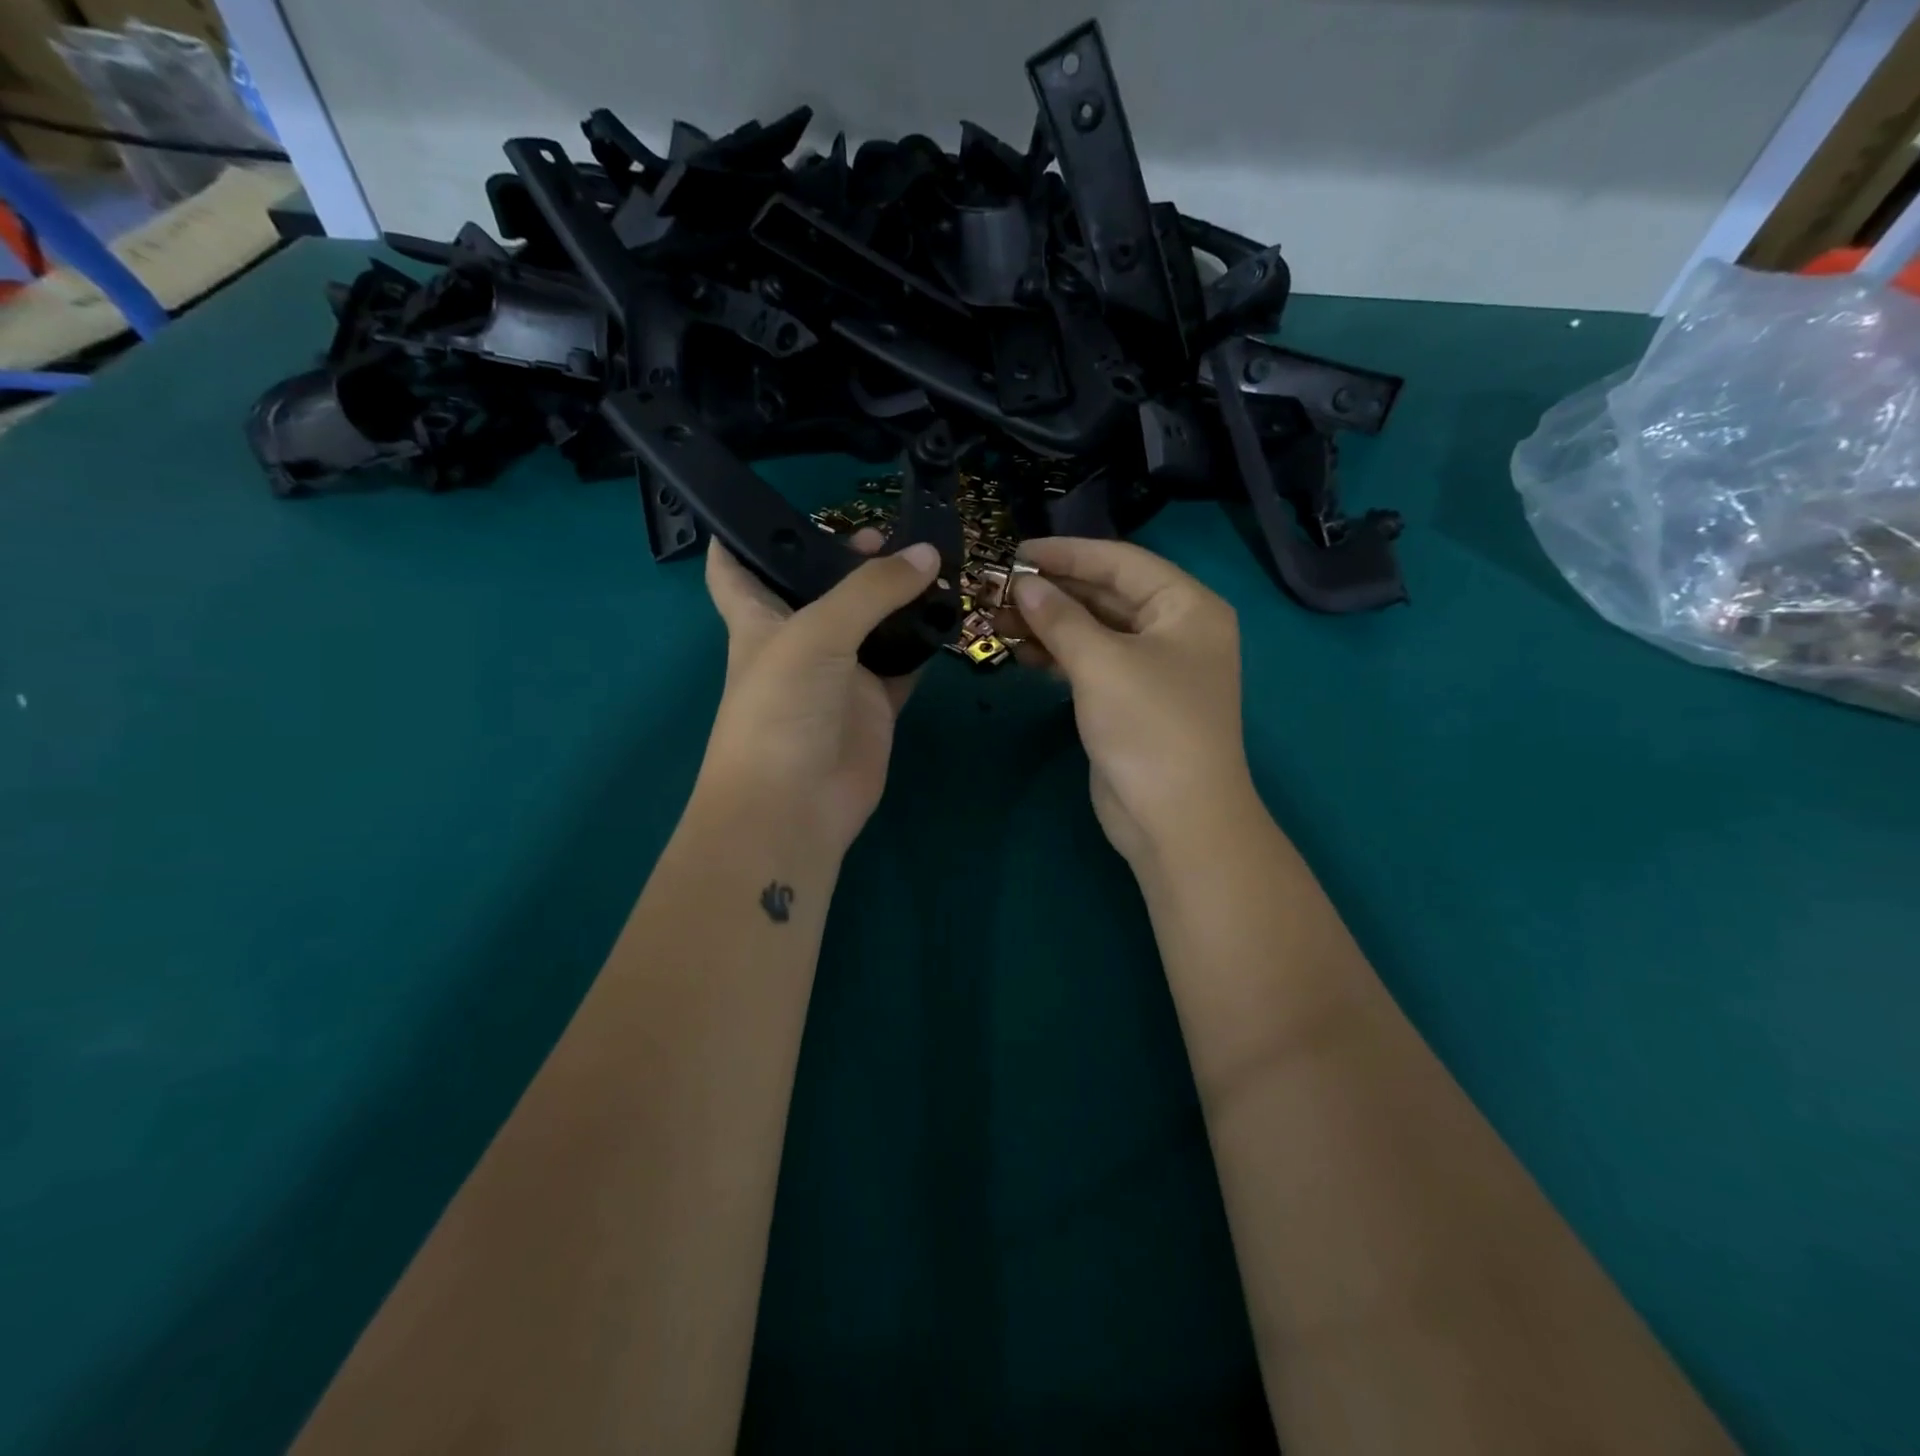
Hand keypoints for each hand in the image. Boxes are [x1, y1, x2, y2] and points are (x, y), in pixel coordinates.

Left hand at [694, 532, 940, 858]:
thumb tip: (929, 554)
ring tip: (934, 560)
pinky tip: (949, 613)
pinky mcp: (874, 704)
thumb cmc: (780, 709)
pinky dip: (923, 643)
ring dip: (896, 598)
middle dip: (848, 557)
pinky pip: (903, 664)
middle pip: (820, 588)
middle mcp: (798, 640)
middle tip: (891, 531)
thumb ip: (872, 590)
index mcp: (759, 618)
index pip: (734, 566)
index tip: (766, 502)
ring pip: (871, 623)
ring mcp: (840, 674)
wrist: (796, 804)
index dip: (741, 533)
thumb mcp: (816, 634)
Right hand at [1009, 537, 1258, 866]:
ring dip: (1048, 624)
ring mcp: (1152, 668)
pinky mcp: (1130, 701)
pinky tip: (1019, 650)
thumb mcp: (1102, 663)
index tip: (1014, 550)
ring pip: (1094, 631)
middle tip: (996, 587)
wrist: (1176, 819)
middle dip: (1052, 591)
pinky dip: (1057, 655)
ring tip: (995, 618)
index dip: (1067, 553)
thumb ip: (1059, 617)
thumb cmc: (1149, 727)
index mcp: (1186, 607)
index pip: (1120, 562)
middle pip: (1106, 595)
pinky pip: (1090, 663)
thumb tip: (1022, 583)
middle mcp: (1174, 630)